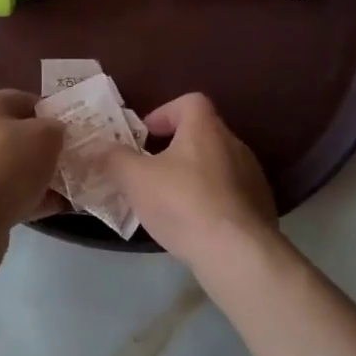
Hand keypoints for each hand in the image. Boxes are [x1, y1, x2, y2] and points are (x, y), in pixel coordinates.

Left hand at [0, 91, 65, 274]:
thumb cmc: (6, 165)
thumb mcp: (45, 136)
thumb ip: (56, 129)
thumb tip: (54, 135)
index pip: (24, 100)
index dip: (51, 113)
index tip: (73, 131)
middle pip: (17, 136)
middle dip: (46, 149)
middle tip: (72, 161)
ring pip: (12, 168)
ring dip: (39, 178)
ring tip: (69, 189)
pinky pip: (5, 195)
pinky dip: (28, 200)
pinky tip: (53, 209)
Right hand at [96, 93, 278, 269]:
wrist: (237, 254)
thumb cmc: (183, 204)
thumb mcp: (136, 179)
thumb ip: (113, 159)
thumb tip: (95, 147)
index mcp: (206, 127)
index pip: (188, 102)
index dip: (164, 113)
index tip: (145, 136)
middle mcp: (233, 143)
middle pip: (201, 134)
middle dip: (175, 148)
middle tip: (151, 171)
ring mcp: (252, 176)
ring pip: (216, 165)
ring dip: (194, 176)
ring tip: (170, 202)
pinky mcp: (260, 207)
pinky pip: (230, 194)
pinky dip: (211, 201)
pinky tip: (195, 225)